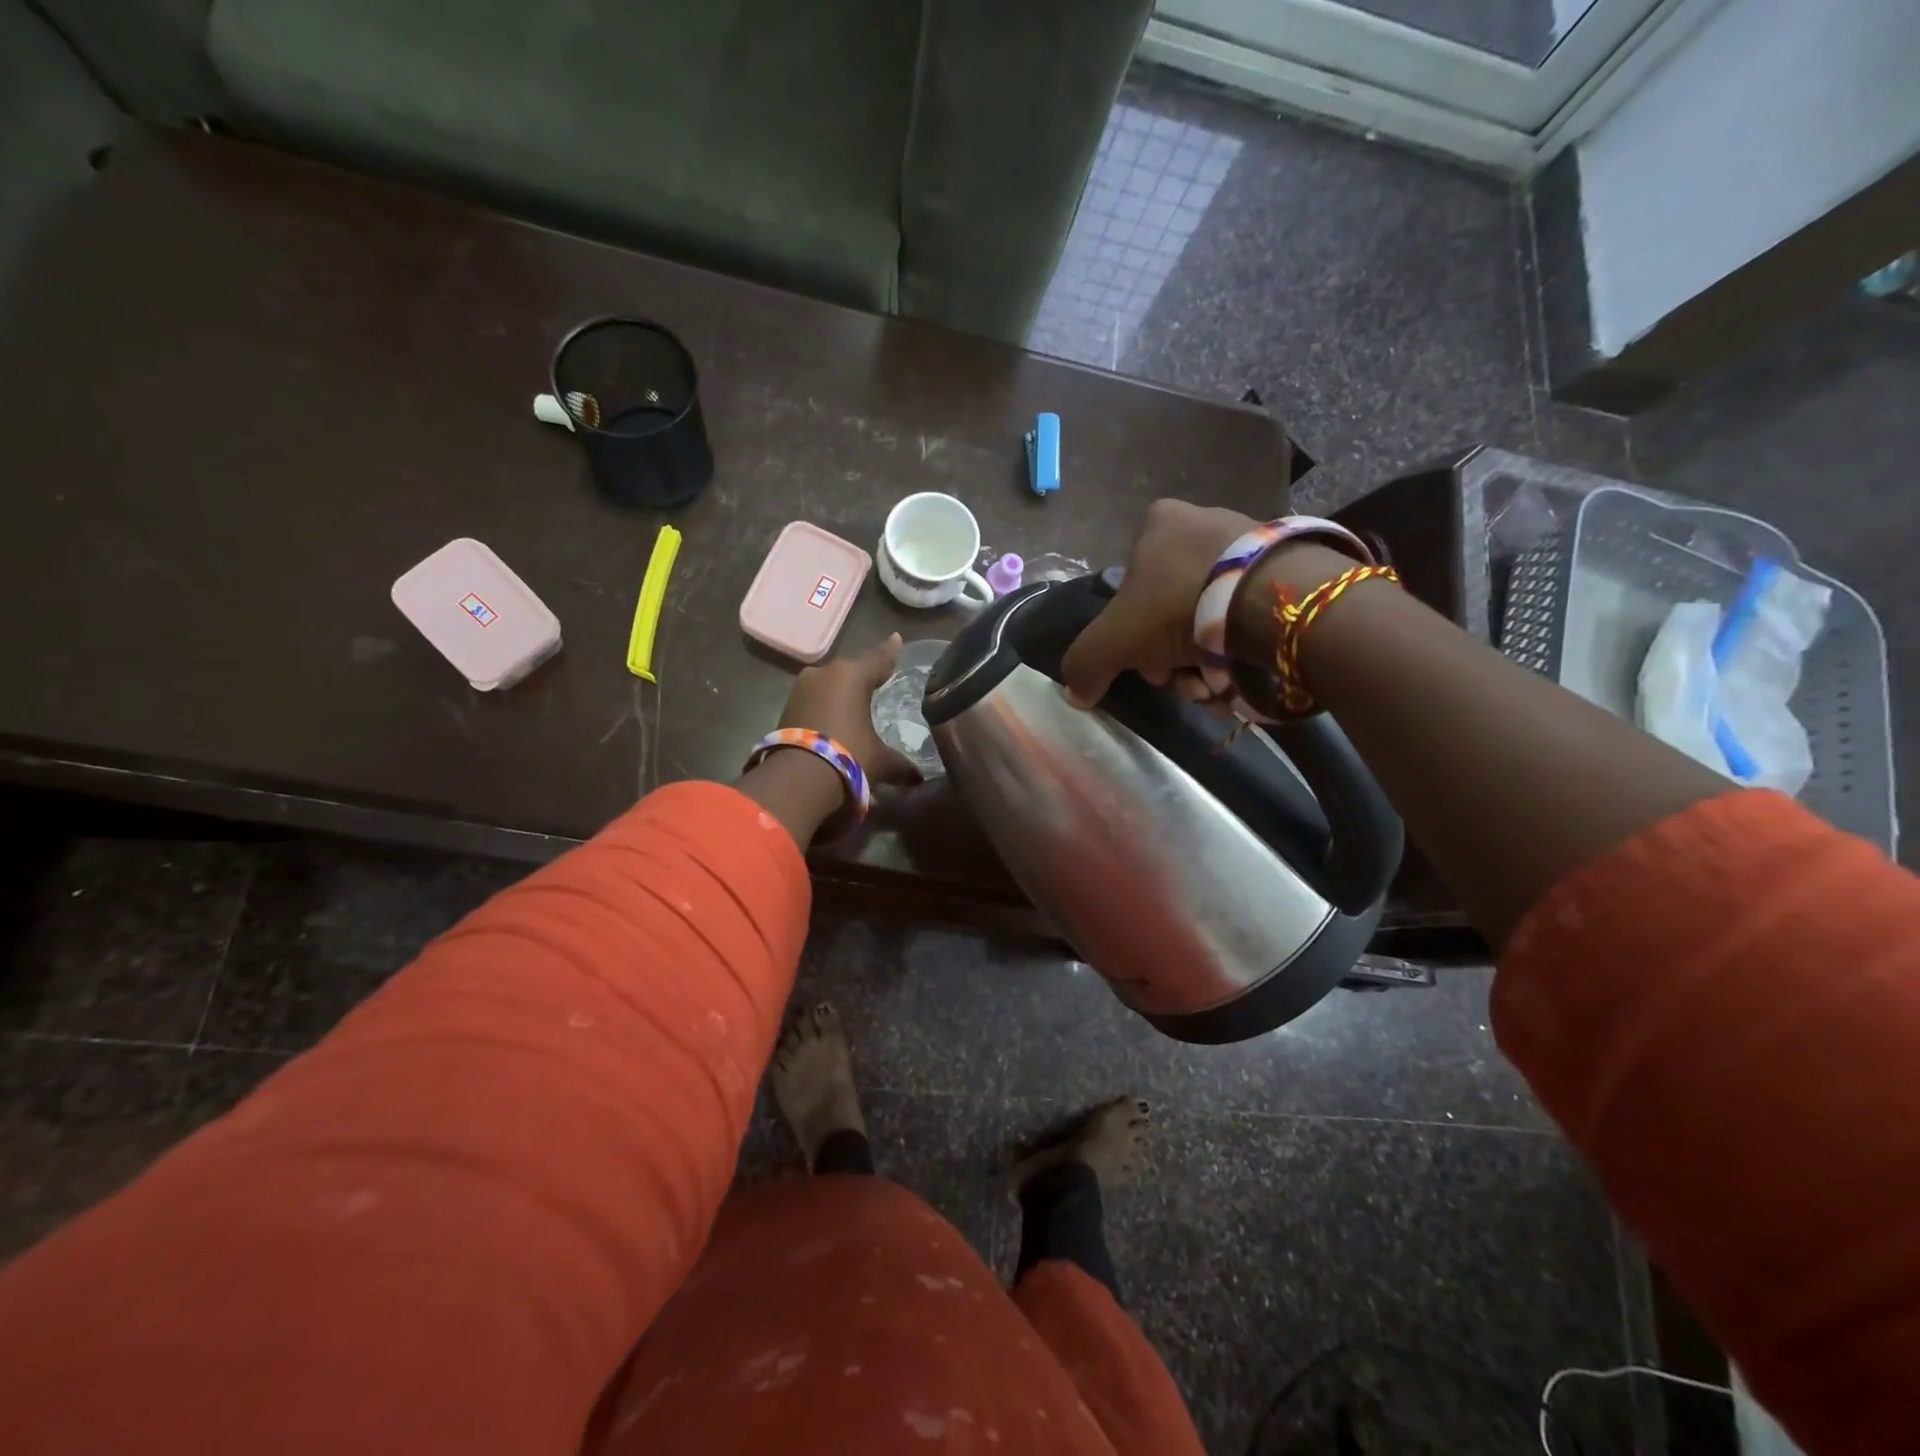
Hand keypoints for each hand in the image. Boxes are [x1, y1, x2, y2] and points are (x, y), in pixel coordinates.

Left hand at [778, 633, 918, 786]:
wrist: (797, 779)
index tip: (896, 639)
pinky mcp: (785, 708)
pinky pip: (814, 702)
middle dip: (863, 679)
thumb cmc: (849, 757)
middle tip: (878, 683)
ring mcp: (801, 689)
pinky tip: (833, 722)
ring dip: (841, 695)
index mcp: (852, 675)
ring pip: (829, 686)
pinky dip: (825, 709)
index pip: (879, 659)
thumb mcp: (881, 762)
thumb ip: (902, 765)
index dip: (891, 652)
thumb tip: (918, 778)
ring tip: (854, 708)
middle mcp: (824, 673)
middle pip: (851, 672)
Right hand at [1061, 499, 1253, 705]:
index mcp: (1157, 524)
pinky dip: (1237, 654)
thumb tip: (1076, 694)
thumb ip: (1086, 664)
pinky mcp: (1283, 570)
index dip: (1132, 635)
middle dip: (1171, 659)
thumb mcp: (1114, 639)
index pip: (1129, 588)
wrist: (1273, 601)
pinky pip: (1246, 618)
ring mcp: (1245, 545)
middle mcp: (1201, 524)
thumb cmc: (1179, 607)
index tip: (1149, 665)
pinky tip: (1239, 680)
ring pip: (1207, 621)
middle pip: (1168, 612)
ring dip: (1204, 666)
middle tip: (1184, 683)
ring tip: (1215, 689)